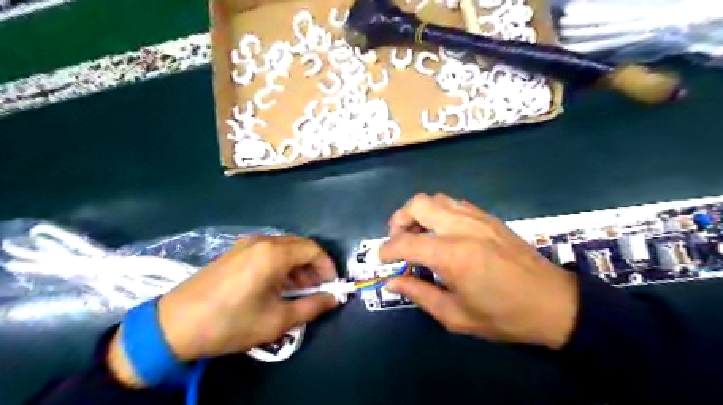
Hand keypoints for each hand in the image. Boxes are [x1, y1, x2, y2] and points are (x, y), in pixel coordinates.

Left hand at [108, 234, 341, 385]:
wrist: (173, 326)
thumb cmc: (231, 323)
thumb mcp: (277, 320)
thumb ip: (312, 307)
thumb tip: (334, 299)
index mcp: (273, 253)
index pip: (313, 249)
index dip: (327, 266)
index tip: (332, 285)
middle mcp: (262, 241)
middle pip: (299, 246)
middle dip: (313, 267)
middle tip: (317, 290)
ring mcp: (246, 245)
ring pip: (284, 249)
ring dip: (297, 267)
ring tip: (299, 291)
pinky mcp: (234, 252)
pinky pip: (268, 252)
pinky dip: (281, 265)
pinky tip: (277, 286)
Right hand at [380, 193, 580, 346]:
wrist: (554, 303)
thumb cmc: (504, 316)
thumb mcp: (455, 315)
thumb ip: (419, 294)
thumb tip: (391, 282)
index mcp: (453, 255)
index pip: (406, 242)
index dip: (387, 251)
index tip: (382, 261)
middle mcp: (462, 228)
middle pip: (418, 204)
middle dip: (399, 220)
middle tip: (399, 241)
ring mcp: (477, 218)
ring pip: (436, 199)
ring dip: (419, 213)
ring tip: (418, 235)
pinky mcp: (488, 217)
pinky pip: (454, 204)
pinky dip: (439, 213)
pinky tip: (442, 233)